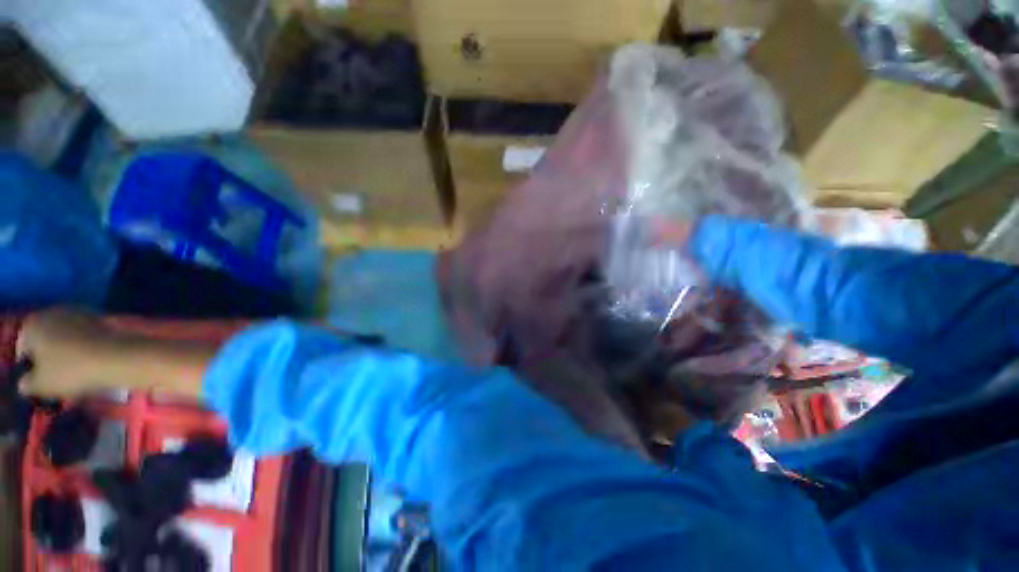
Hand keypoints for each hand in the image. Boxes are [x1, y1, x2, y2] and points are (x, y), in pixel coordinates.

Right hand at [16, 308, 118, 398]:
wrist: (116, 356)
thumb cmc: (70, 370)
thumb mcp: (38, 385)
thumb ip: (26, 383)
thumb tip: (26, 381)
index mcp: (31, 324)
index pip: (23, 350)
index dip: (31, 368)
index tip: (42, 382)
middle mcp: (52, 312)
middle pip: (45, 340)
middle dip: (50, 359)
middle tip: (60, 379)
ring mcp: (78, 312)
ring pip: (66, 338)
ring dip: (69, 352)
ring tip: (77, 372)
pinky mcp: (101, 318)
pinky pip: (85, 336)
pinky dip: (86, 348)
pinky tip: (93, 362)